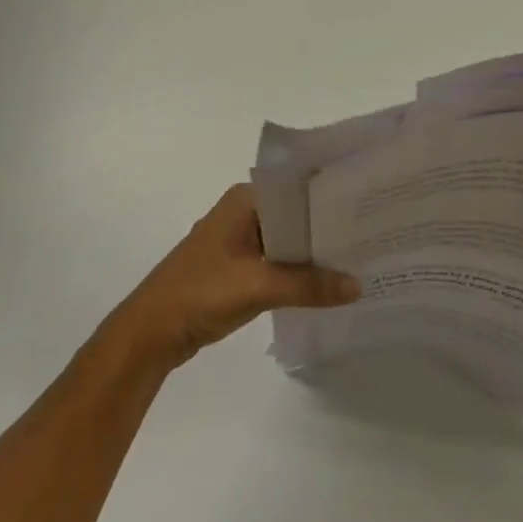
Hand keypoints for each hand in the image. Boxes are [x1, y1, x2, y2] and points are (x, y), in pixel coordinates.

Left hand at [108, 184, 360, 369]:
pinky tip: (326, 283)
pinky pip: (277, 260)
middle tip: (372, 235)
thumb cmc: (200, 293)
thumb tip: (357, 285)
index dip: (331, 197)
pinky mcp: (237, 266)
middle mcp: (244, 211)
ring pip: (287, 240)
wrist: (150, 332)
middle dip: (327, 228)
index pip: (299, 188)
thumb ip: (309, 285)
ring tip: (358, 259)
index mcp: (246, 199)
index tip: (367, 206)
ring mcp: (239, 239)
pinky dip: (298, 271)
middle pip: (296, 215)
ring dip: (314, 252)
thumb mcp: (258, 286)